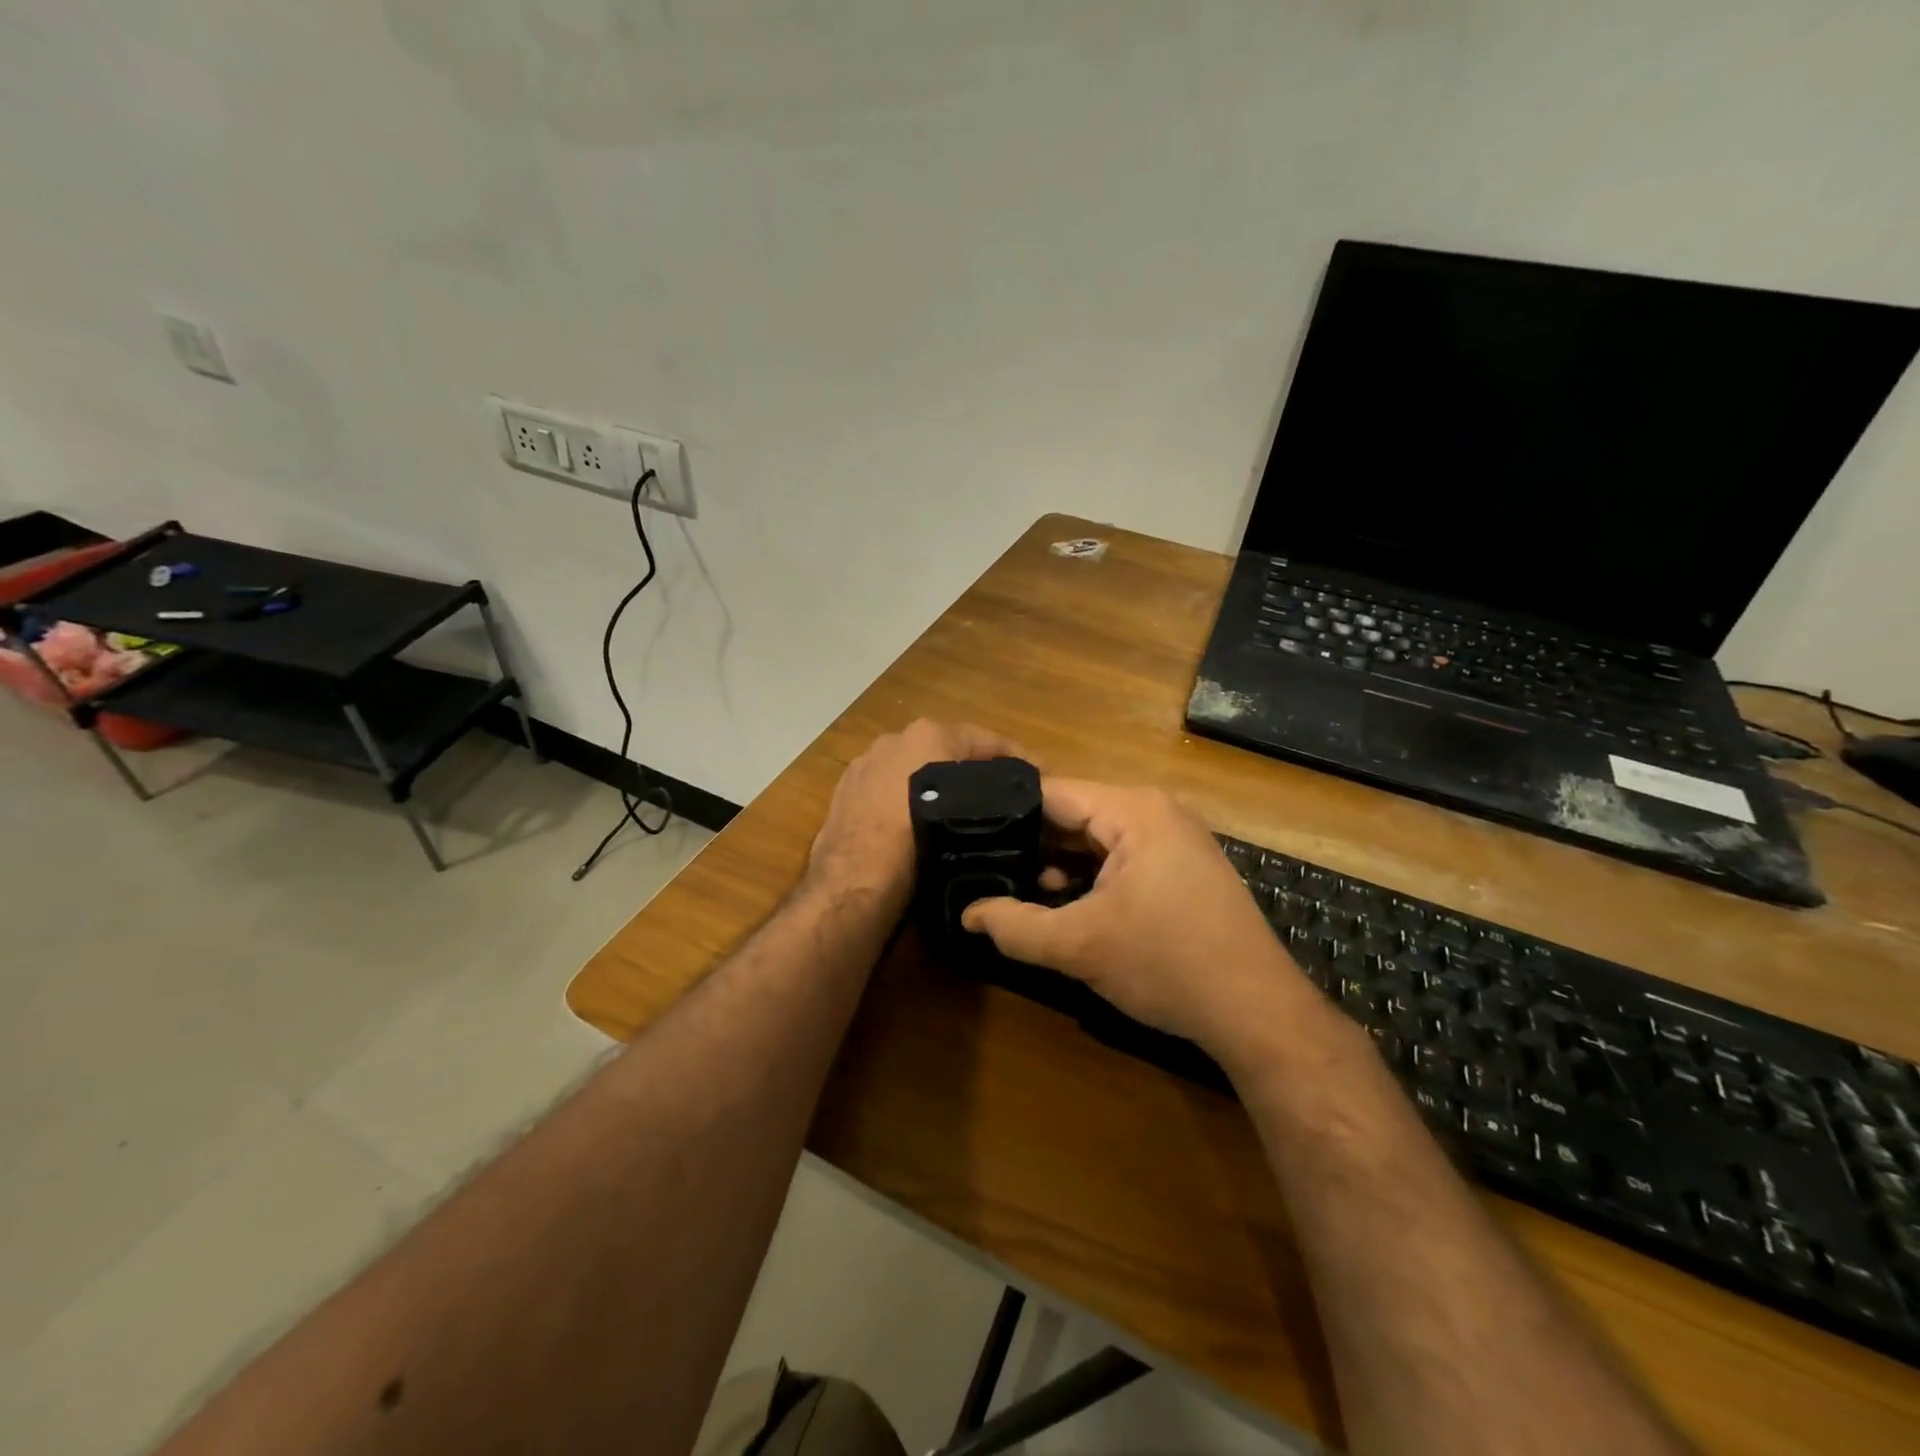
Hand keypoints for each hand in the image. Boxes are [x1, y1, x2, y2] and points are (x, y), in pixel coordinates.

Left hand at [808, 719, 1026, 912]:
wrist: (856, 882)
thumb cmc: (920, 845)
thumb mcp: (973, 817)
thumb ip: (995, 800)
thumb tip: (1016, 805)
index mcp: (928, 734)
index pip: (987, 740)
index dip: (1019, 760)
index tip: (1044, 778)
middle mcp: (895, 739)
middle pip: (948, 751)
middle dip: (976, 771)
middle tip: (1005, 798)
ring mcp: (866, 763)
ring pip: (916, 769)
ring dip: (940, 785)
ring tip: (964, 814)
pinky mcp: (845, 791)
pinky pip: (889, 789)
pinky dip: (907, 800)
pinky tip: (920, 825)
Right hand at [961, 780, 1304, 1052]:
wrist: (1258, 1012)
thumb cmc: (1168, 965)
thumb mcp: (1080, 946)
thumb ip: (1015, 925)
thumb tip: (966, 913)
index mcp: (1134, 809)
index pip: (1052, 793)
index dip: (1006, 812)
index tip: (966, 833)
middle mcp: (1156, 810)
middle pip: (1074, 814)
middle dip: (1031, 842)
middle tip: (979, 863)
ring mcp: (1174, 837)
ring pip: (1096, 838)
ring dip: (1058, 863)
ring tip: (1011, 885)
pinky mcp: (1181, 866)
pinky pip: (1121, 856)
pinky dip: (1089, 875)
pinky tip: (1062, 902)